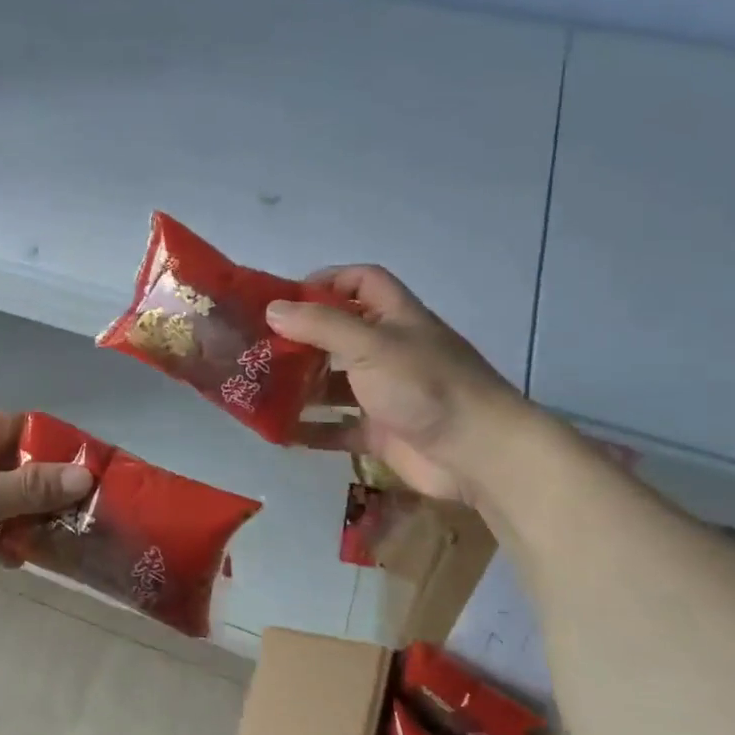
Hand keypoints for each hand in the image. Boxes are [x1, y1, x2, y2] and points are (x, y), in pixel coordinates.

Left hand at [0, 412, 93, 577]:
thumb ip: (29, 486)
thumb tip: (86, 476)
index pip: (21, 427)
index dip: (54, 440)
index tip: (89, 464)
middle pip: (17, 467)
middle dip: (49, 486)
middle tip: (87, 510)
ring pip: (3, 503)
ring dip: (29, 518)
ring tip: (65, 538)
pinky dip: (2, 544)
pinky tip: (18, 561)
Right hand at [267, 265, 526, 500]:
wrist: (477, 453)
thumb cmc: (425, 386)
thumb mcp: (371, 346)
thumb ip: (321, 326)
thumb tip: (272, 310)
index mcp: (395, 318)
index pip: (361, 282)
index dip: (327, 281)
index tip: (286, 300)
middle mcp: (389, 351)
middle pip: (339, 335)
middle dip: (300, 340)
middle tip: (257, 348)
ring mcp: (385, 393)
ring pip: (334, 383)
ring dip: (300, 386)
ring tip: (258, 390)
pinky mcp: (381, 432)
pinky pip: (337, 427)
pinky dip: (311, 430)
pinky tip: (280, 432)